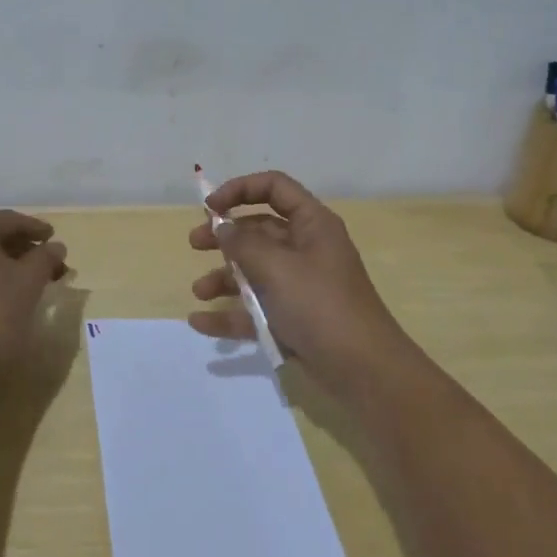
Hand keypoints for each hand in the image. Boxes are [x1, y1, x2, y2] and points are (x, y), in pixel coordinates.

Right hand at [188, 171, 415, 395]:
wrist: (362, 369)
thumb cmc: (320, 305)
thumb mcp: (277, 267)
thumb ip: (243, 244)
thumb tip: (223, 227)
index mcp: (312, 224)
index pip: (275, 188)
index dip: (240, 190)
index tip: (210, 208)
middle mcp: (307, 249)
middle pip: (260, 230)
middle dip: (225, 235)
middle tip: (194, 244)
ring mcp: (300, 285)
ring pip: (255, 270)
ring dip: (224, 277)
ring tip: (199, 291)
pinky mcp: (293, 318)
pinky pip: (256, 309)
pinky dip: (230, 313)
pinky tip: (200, 322)